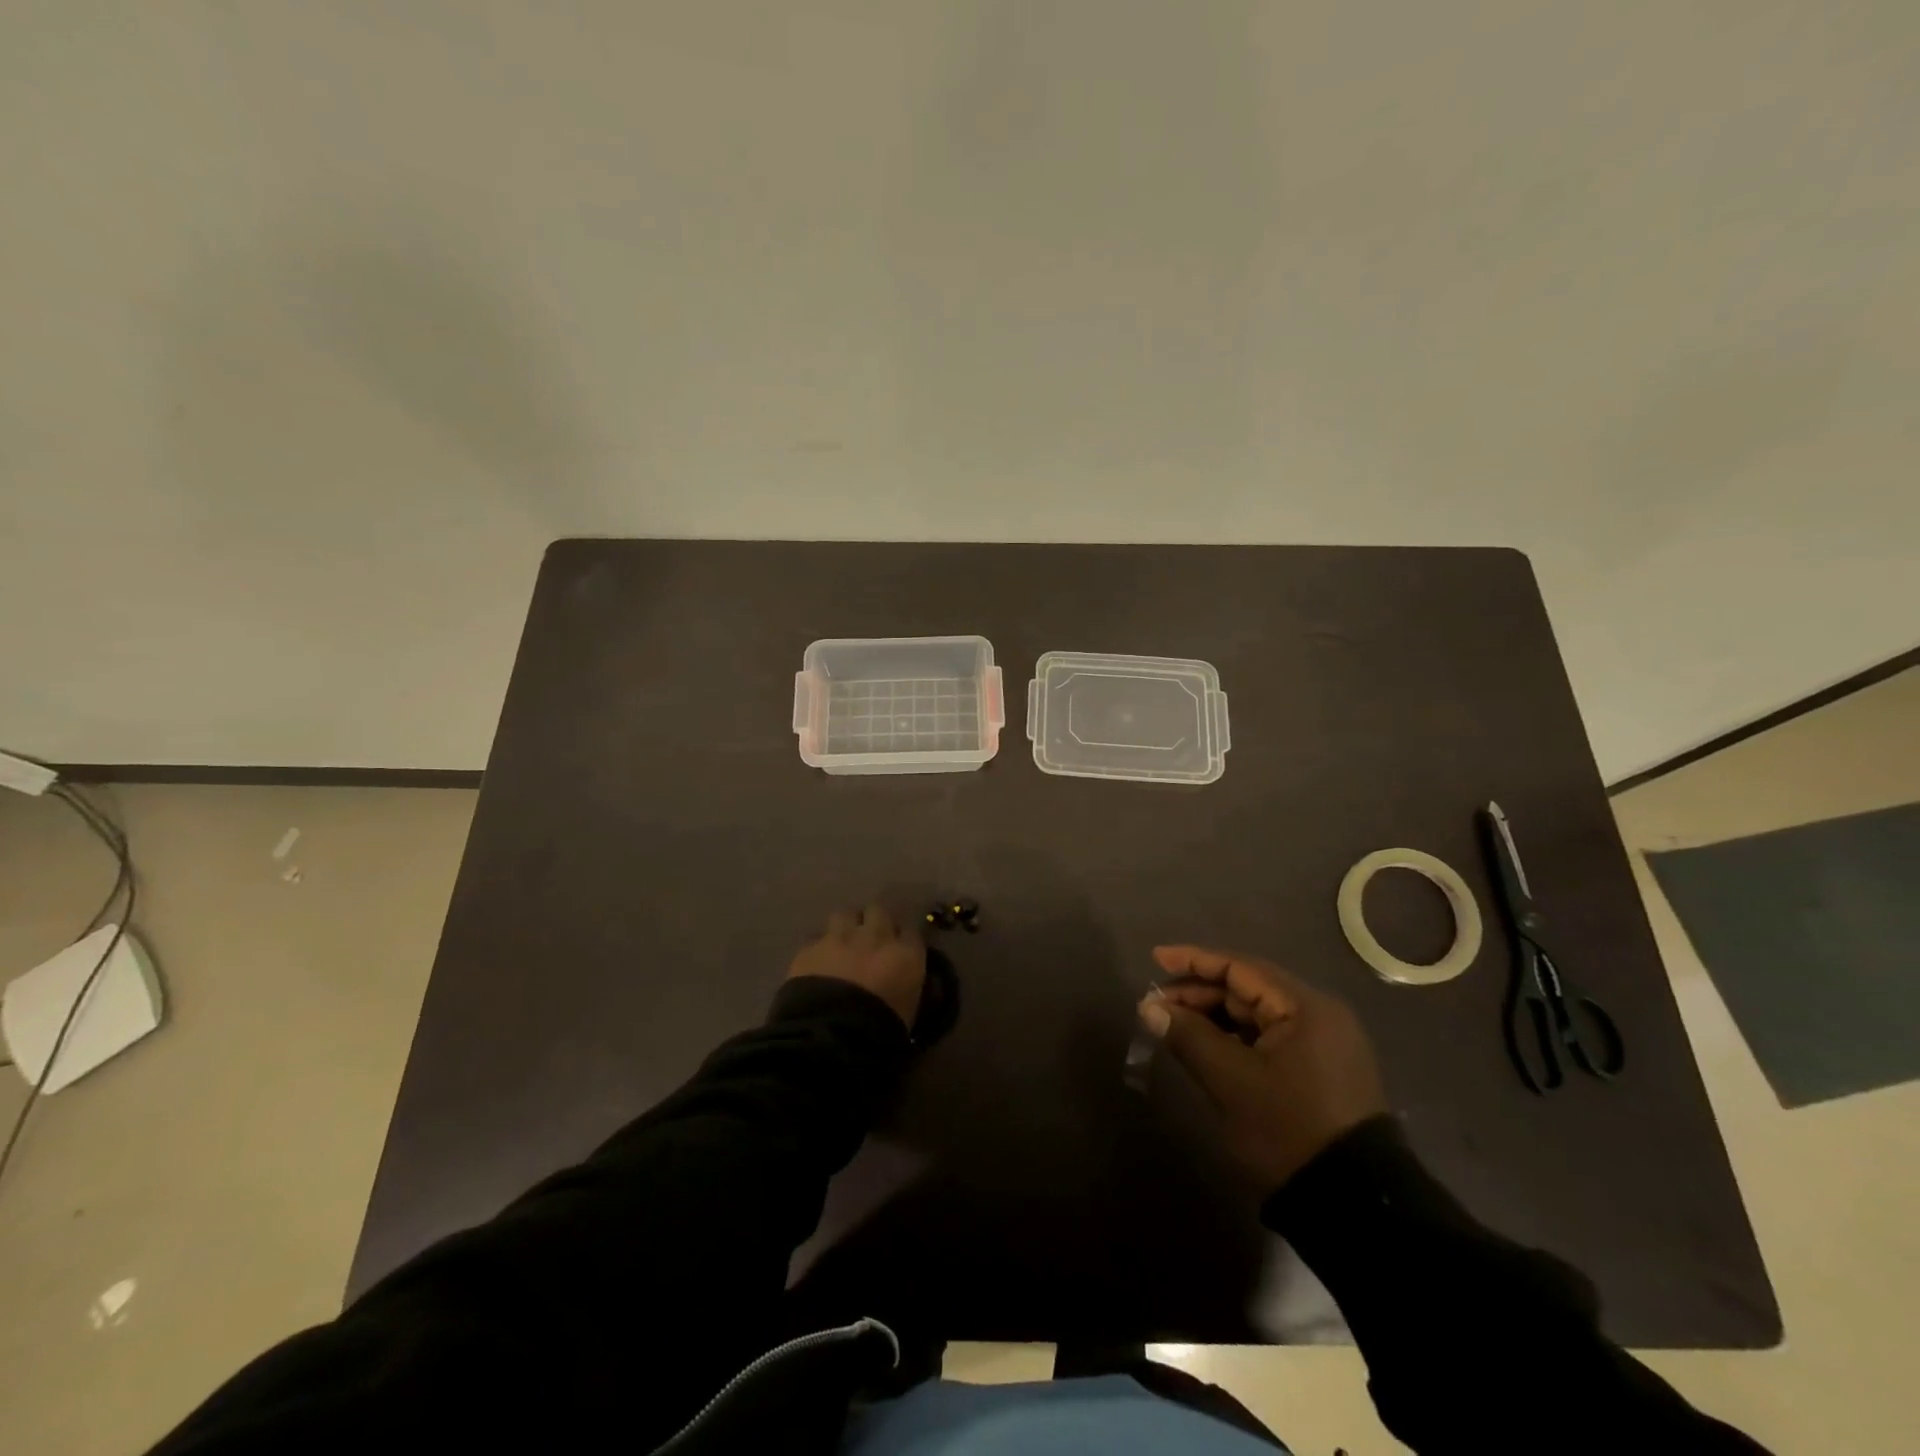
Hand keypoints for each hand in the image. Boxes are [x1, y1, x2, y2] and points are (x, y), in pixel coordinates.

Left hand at [787, 904, 926, 1028]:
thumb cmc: (881, 1032)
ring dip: (845, 926)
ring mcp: (840, 938)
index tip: (899, 947)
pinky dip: (819, 949)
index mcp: (905, 954)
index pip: (911, 930)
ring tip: (842, 944)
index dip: (902, 937)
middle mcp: (875, 936)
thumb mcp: (908, 1011)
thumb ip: (907, 986)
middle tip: (869, 939)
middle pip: (878, 911)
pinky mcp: (810, 948)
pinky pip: (816, 939)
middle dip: (873, 921)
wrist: (831, 1036)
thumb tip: (902, 981)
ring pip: (845, 915)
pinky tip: (817, 962)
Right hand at [1138, 945, 1387, 1192]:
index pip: (1240, 968)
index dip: (1194, 960)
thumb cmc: (1289, 1129)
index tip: (1156, 958)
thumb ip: (1188, 1036)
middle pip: (1248, 989)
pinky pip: (1269, 1038)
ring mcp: (1323, 1045)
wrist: (1355, 1206)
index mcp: (1305, 1007)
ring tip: (1174, 1025)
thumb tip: (1149, 1008)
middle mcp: (1319, 1015)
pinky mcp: (1320, 1071)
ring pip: (1256, 1015)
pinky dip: (1235, 1038)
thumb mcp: (1231, 1081)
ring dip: (1214, 1017)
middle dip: (1200, 993)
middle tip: (1156, 1005)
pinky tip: (1206, 1047)